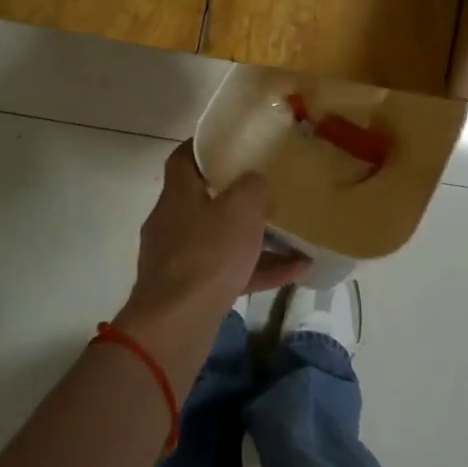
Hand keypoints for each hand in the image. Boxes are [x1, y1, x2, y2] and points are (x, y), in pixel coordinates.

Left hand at [125, 145, 305, 326]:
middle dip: (234, 195)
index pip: (184, 158)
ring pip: (219, 239)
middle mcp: (172, 223)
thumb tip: (255, 182)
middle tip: (266, 188)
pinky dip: (257, 270)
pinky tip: (295, 270)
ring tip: (290, 233)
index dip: (205, 147)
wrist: (177, 324)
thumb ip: (253, 187)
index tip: (231, 142)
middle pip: (203, 200)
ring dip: (252, 237)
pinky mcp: (190, 292)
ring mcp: (178, 260)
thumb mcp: (241, 208)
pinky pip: (229, 273)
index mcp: (178, 195)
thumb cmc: (207, 254)